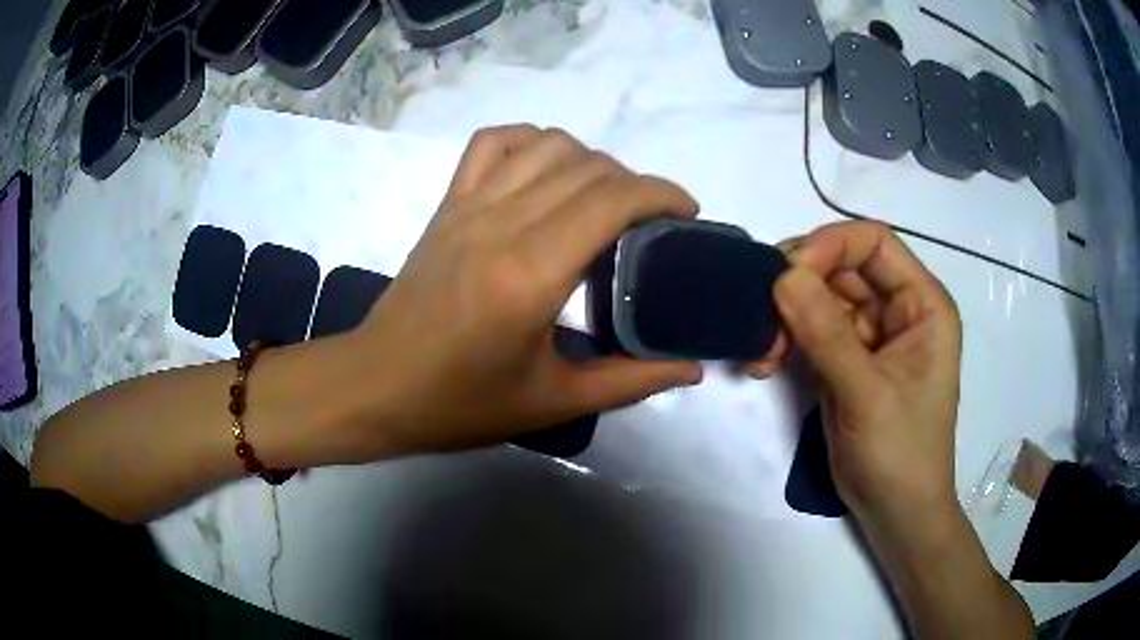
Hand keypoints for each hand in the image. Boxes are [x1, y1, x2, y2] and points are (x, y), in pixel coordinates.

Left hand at [339, 126, 702, 459]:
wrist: (376, 385)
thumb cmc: (460, 403)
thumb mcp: (553, 402)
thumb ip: (631, 380)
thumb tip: (692, 366)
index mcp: (532, 274)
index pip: (613, 199)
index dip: (662, 194)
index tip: (687, 213)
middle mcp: (502, 223)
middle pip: (589, 167)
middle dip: (636, 184)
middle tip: (651, 224)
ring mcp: (469, 205)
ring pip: (547, 145)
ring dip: (591, 161)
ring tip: (605, 200)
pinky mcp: (448, 203)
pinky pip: (492, 143)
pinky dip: (530, 142)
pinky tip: (545, 171)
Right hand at [752, 222, 963, 532]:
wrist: (895, 512)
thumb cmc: (901, 453)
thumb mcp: (868, 394)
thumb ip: (827, 334)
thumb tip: (783, 275)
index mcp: (922, 304)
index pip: (874, 244)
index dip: (831, 246)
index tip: (788, 274)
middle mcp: (897, 310)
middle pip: (841, 268)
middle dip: (799, 287)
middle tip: (761, 315)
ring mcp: (869, 337)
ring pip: (819, 300)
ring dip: (785, 319)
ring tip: (762, 354)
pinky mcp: (844, 362)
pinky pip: (809, 333)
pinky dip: (784, 342)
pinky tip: (766, 365)